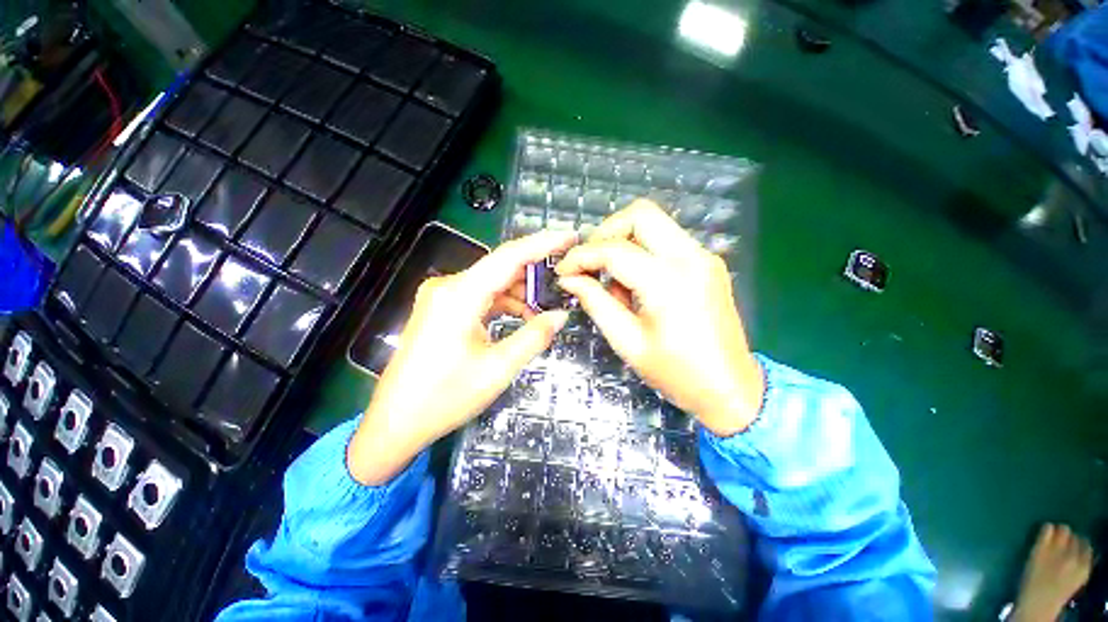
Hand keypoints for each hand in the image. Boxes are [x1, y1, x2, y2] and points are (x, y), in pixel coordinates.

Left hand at [348, 231, 576, 484]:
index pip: (509, 256)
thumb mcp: (498, 369)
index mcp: (460, 295)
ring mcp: (442, 297)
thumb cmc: (445, 397)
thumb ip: (534, 336)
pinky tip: (521, 315)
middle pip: (500, 267)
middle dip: (535, 270)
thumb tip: (562, 314)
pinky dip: (503, 302)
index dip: (543, 243)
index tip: (570, 236)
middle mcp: (448, 286)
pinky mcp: (441, 309)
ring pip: (491, 282)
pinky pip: (480, 296)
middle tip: (566, 276)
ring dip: (519, 291)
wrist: (395, 423)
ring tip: (547, 305)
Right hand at [556, 200, 763, 436]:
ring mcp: (704, 256)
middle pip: (640, 214)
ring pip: (654, 223)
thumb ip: (596, 303)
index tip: (563, 270)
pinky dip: (642, 251)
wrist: (731, 389)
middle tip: (590, 263)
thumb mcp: (627, 342)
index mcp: (669, 282)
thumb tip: (570, 279)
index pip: (614, 250)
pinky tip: (635, 284)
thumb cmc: (677, 373)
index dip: (581, 256)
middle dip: (606, 232)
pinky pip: (666, 240)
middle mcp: (691, 257)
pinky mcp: (707, 262)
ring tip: (613, 282)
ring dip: (624, 242)